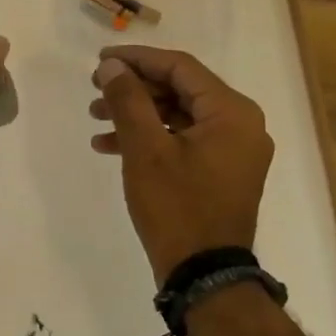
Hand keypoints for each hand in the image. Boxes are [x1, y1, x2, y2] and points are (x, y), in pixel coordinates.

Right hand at [89, 45, 273, 280]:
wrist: (204, 277)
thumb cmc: (177, 207)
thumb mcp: (145, 149)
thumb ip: (128, 100)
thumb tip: (113, 66)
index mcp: (232, 112)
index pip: (180, 67)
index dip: (137, 59)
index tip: (100, 60)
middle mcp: (240, 124)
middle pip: (179, 88)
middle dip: (133, 87)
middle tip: (95, 88)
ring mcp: (232, 150)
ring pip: (177, 114)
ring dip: (136, 112)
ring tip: (95, 116)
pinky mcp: (220, 171)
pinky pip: (182, 138)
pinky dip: (149, 137)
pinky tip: (110, 145)